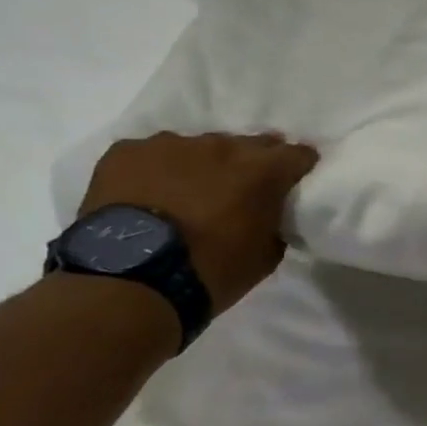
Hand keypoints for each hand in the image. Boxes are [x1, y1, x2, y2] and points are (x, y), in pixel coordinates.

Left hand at [79, 132, 320, 315]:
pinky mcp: (127, 151)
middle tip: (243, 189)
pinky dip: (158, 170)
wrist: (131, 281)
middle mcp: (222, 146)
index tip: (294, 180)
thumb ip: (274, 222)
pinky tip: (150, 194)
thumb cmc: (211, 272)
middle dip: (251, 163)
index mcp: (262, 171)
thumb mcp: (266, 255)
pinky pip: (153, 154)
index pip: (297, 154)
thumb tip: (269, 213)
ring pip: (199, 148)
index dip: (299, 166)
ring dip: (203, 165)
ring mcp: (171, 144)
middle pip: (248, 144)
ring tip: (190, 192)